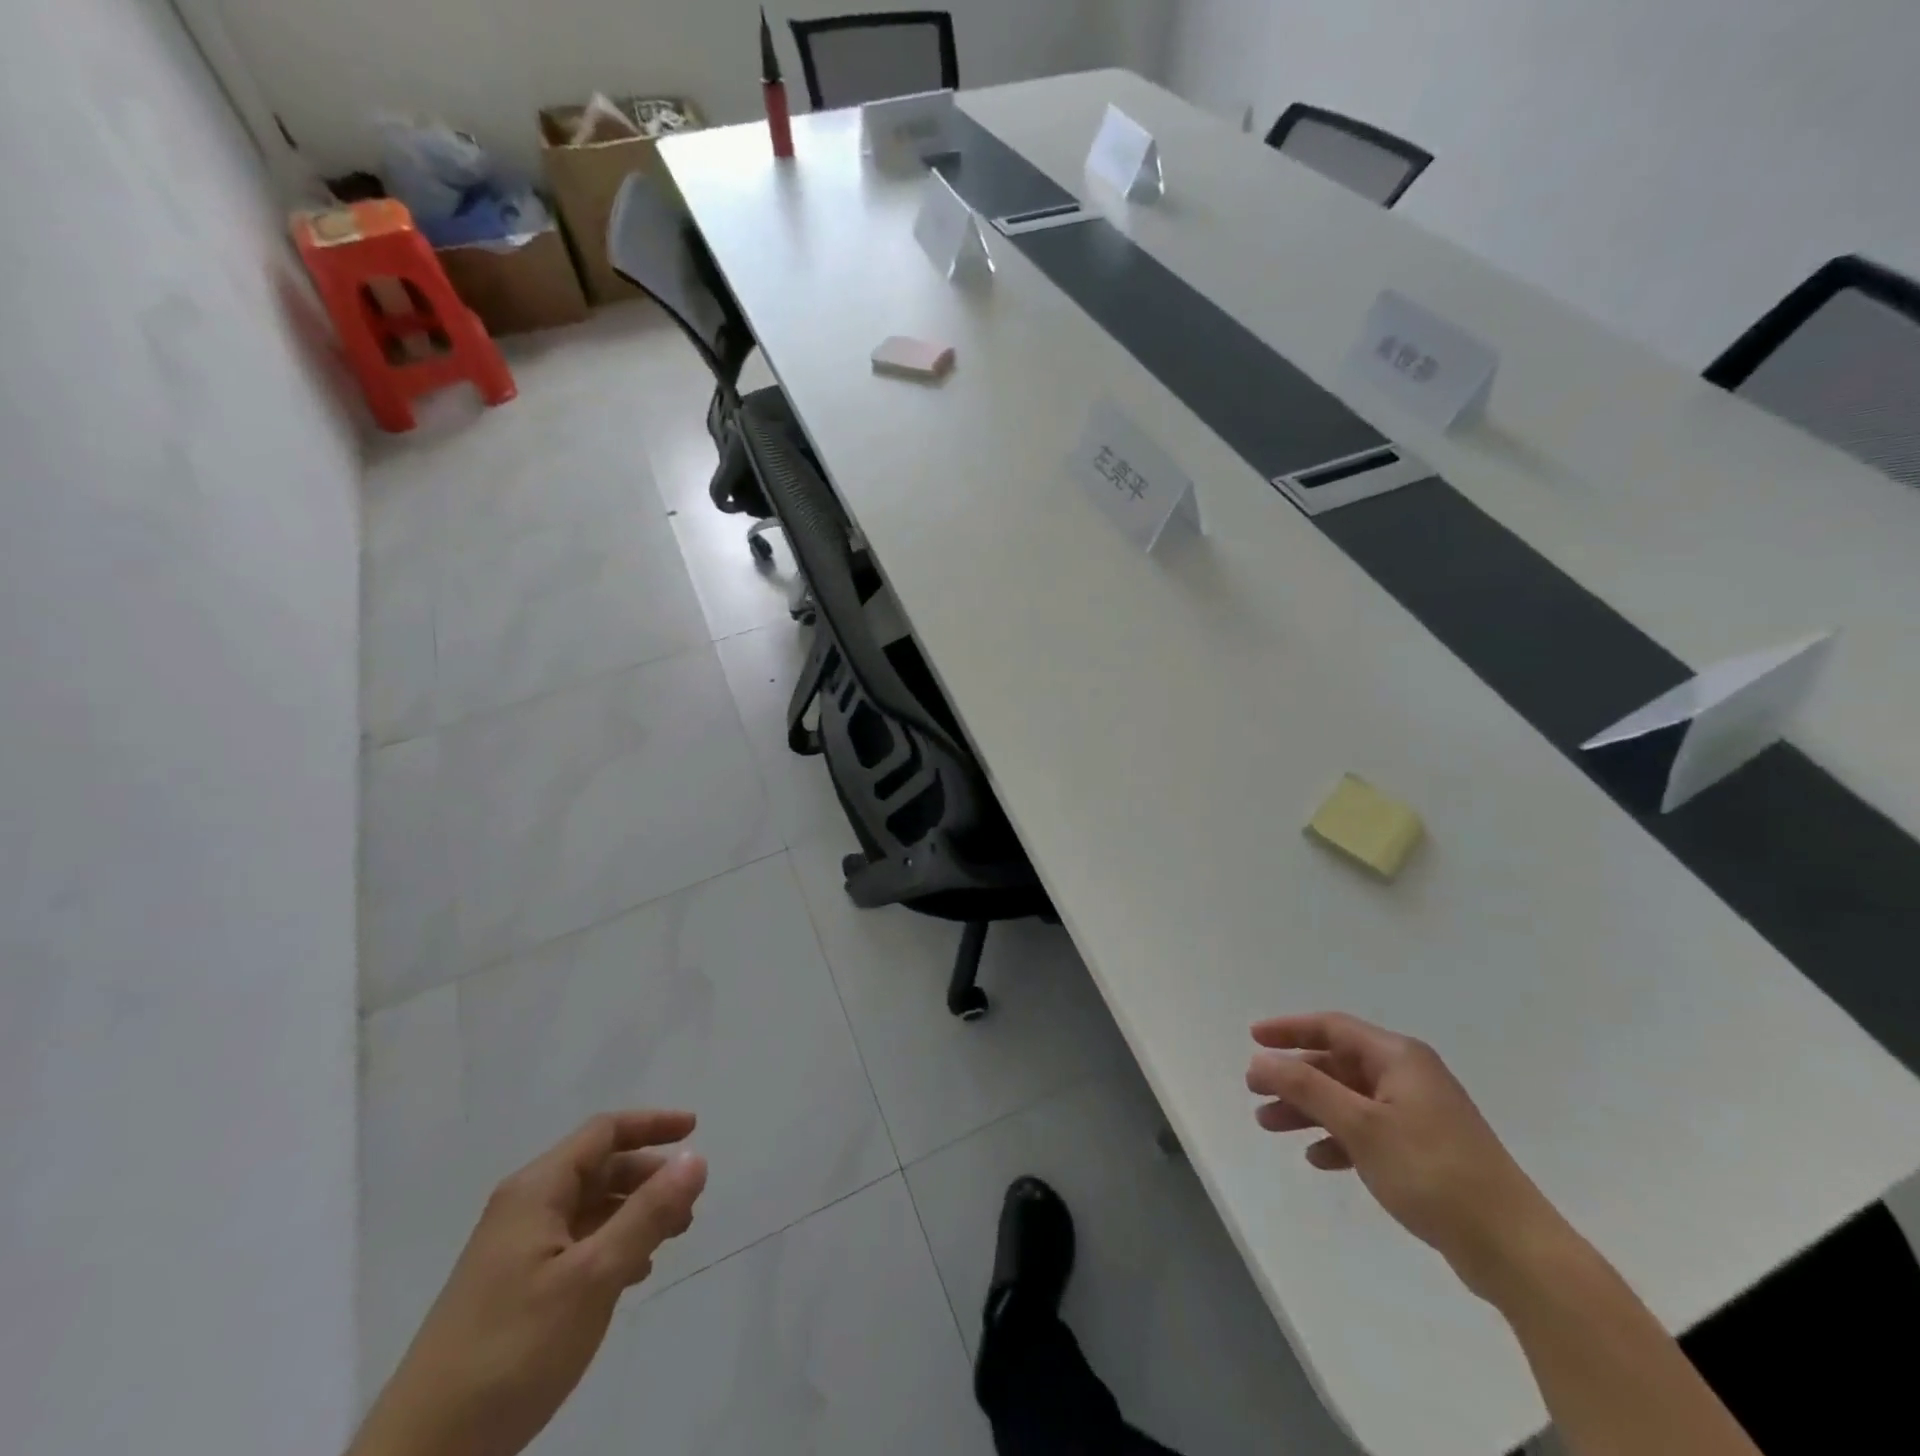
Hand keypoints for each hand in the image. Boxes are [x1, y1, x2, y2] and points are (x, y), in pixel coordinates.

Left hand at [349, 1111, 708, 1455]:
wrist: (421, 1455)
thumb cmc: (513, 1350)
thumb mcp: (594, 1276)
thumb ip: (648, 1213)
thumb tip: (696, 1157)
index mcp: (537, 1190)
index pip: (604, 1132)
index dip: (652, 1124)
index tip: (696, 1129)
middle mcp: (523, 1208)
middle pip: (598, 1168)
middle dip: (648, 1176)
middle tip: (690, 1200)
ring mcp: (514, 1251)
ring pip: (589, 1209)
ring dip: (634, 1213)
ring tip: (672, 1237)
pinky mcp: (511, 1290)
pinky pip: (575, 1245)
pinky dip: (611, 1245)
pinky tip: (633, 1274)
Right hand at [1246, 1013, 1563, 1299]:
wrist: (1514, 1249)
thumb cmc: (1433, 1172)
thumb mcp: (1360, 1125)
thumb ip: (1306, 1088)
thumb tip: (1260, 1060)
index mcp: (1399, 1058)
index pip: (1333, 1027)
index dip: (1289, 1030)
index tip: (1252, 1038)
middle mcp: (1409, 1076)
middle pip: (1337, 1064)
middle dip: (1294, 1077)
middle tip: (1254, 1091)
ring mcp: (1419, 1114)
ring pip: (1349, 1099)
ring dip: (1309, 1110)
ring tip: (1270, 1126)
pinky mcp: (1426, 1150)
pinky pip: (1368, 1131)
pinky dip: (1339, 1138)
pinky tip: (1318, 1158)